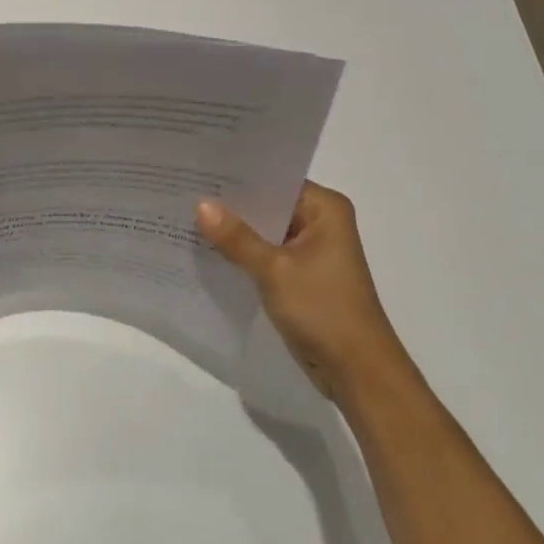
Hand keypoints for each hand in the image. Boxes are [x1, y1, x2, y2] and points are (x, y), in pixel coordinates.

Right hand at [197, 181, 407, 399]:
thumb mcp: (274, 270)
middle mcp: (321, 222)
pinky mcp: (302, 275)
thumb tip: (200, 204)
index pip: (274, 179)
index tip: (198, 169)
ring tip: (187, 215)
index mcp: (325, 208)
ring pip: (265, 231)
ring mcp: (312, 250)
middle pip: (268, 204)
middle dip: (231, 204)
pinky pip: (267, 254)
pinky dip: (244, 254)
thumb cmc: (324, 310)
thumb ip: (237, 238)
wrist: (358, 374)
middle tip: (185, 190)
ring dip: (235, 231)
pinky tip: (208, 250)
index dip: (237, 176)